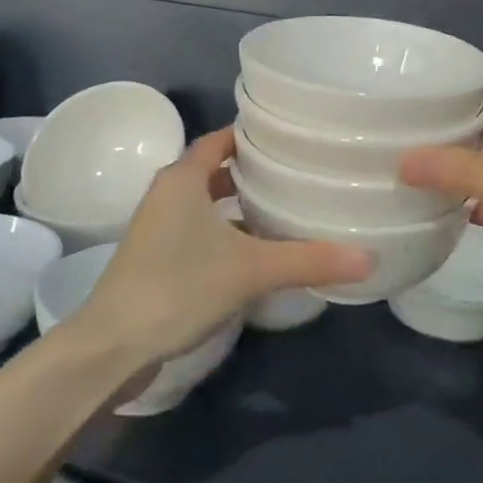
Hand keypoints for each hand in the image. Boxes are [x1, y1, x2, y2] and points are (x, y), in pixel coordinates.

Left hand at [72, 128, 371, 367]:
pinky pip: (198, 231)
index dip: (252, 135)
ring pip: (206, 204)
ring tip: (284, 210)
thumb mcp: (250, 269)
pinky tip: (256, 252)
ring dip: (239, 206)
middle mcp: (167, 195)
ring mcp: (158, 228)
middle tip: (298, 174)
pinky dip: (226, 233)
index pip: (219, 139)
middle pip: (214, 171)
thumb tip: (369, 257)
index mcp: (182, 179)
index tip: (290, 138)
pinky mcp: (157, 259)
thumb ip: (308, 260)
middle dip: (252, 173)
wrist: (113, 346)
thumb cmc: (178, 287)